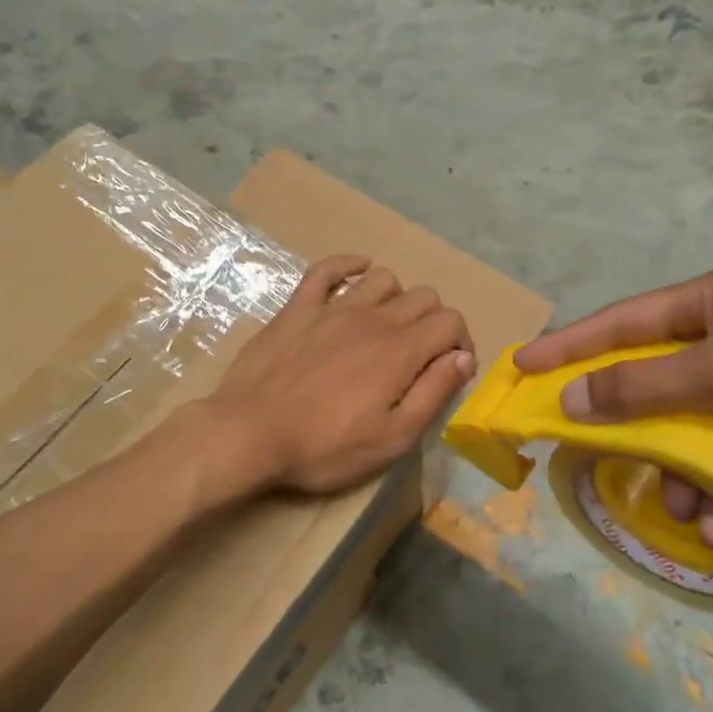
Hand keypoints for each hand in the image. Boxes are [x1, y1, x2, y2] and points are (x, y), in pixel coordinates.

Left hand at [203, 254, 475, 495]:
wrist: (249, 433)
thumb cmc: (324, 446)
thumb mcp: (392, 439)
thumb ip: (433, 394)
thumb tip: (463, 358)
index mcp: (400, 351)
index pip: (450, 322)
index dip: (460, 342)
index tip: (449, 369)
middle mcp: (373, 318)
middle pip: (423, 297)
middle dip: (433, 322)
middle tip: (420, 356)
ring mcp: (332, 308)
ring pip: (382, 279)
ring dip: (396, 298)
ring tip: (387, 327)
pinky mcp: (298, 308)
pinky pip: (327, 269)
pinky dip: (348, 265)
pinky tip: (356, 273)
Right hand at [515, 270, 712, 545]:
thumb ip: (644, 386)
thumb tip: (572, 398)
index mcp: (700, 308)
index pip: (615, 326)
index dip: (566, 348)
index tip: (522, 369)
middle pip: (648, 387)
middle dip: (629, 433)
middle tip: (594, 463)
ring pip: (688, 433)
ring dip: (682, 477)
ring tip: (690, 516)